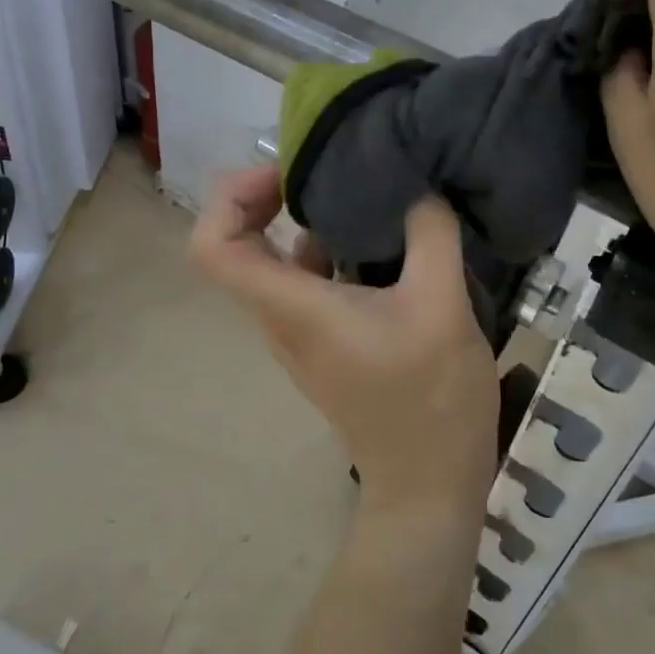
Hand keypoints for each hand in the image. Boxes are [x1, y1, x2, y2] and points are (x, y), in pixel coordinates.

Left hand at [190, 166, 498, 513]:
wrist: (429, 485)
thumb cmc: (430, 399)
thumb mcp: (441, 305)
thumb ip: (430, 233)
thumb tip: (418, 186)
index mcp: (292, 308)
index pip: (212, 249)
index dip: (230, 199)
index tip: (284, 175)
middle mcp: (281, 319)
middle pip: (239, 247)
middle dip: (267, 197)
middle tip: (321, 168)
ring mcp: (302, 335)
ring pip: (277, 264)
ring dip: (303, 221)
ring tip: (357, 190)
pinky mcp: (327, 344)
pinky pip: (308, 283)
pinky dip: (329, 249)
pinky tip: (380, 237)